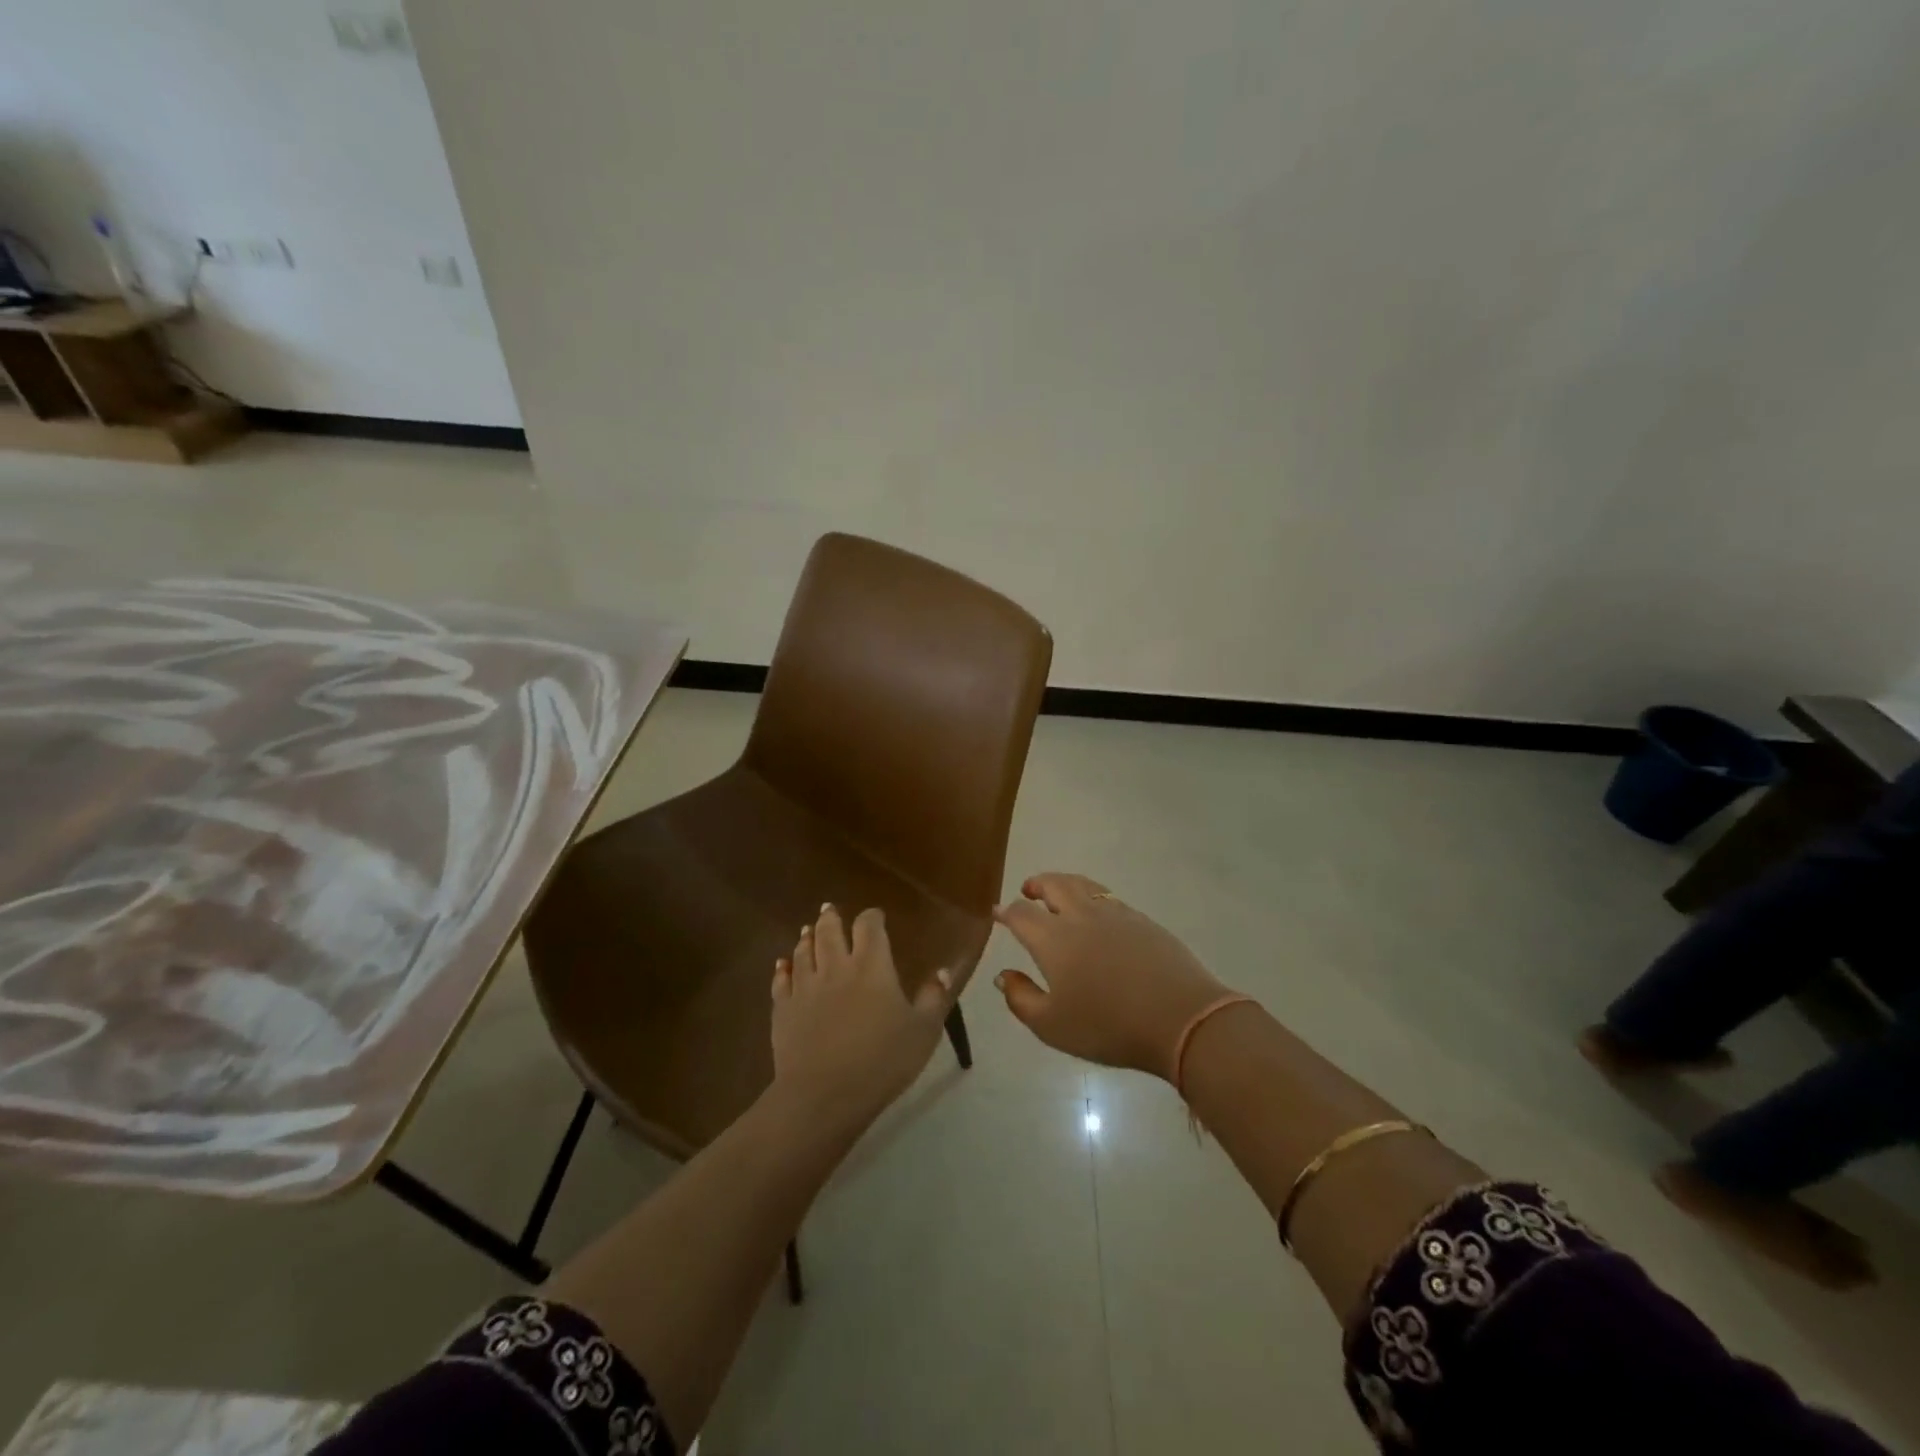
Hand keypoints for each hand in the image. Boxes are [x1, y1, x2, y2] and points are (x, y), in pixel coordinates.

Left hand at [771, 904, 953, 1129]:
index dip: (872, 917)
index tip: (876, 917)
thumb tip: (944, 970)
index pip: (869, 926)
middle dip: (831, 918)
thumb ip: (934, 998)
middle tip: (830, 910)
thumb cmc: (881, 1061)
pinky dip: (782, 968)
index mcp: (872, 966)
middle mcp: (836, 967)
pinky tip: (782, 964)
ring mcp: (805, 987)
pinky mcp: (783, 1009)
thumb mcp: (923, 1031)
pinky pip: (781, 981)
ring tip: (808, 929)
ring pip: (803, 951)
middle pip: (829, 931)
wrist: (823, 1094)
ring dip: (807, 938)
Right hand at [994, 873, 1232, 1079]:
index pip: (1021, 914)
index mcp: (1053, 938)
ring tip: (1059, 894)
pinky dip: (1093, 897)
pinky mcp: (1142, 920)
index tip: (998, 913)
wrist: (1180, 1018)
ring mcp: (1115, 914)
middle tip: (1028, 891)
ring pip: (1083, 884)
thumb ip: (1021, 999)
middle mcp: (1081, 916)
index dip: (1006, 912)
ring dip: (1064, 884)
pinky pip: (1109, 898)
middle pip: (1053, 885)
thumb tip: (1003, 976)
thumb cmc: (1109, 1026)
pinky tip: (1097, 916)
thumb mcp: (1052, 1026)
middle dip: (1036, 884)